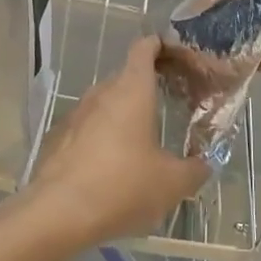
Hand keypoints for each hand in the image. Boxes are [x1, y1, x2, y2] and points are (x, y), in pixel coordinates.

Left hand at [23, 37, 207, 246]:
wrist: (57, 214)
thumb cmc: (123, 186)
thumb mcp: (172, 183)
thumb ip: (194, 170)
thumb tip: (203, 164)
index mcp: (132, 90)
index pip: (145, 48)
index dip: (161, 47)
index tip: (177, 58)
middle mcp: (101, 93)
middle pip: (127, 77)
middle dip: (148, 87)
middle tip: (170, 105)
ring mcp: (76, 114)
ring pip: (106, 104)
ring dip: (124, 115)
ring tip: (143, 141)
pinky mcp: (58, 138)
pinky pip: (88, 128)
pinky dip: (103, 137)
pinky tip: (112, 166)